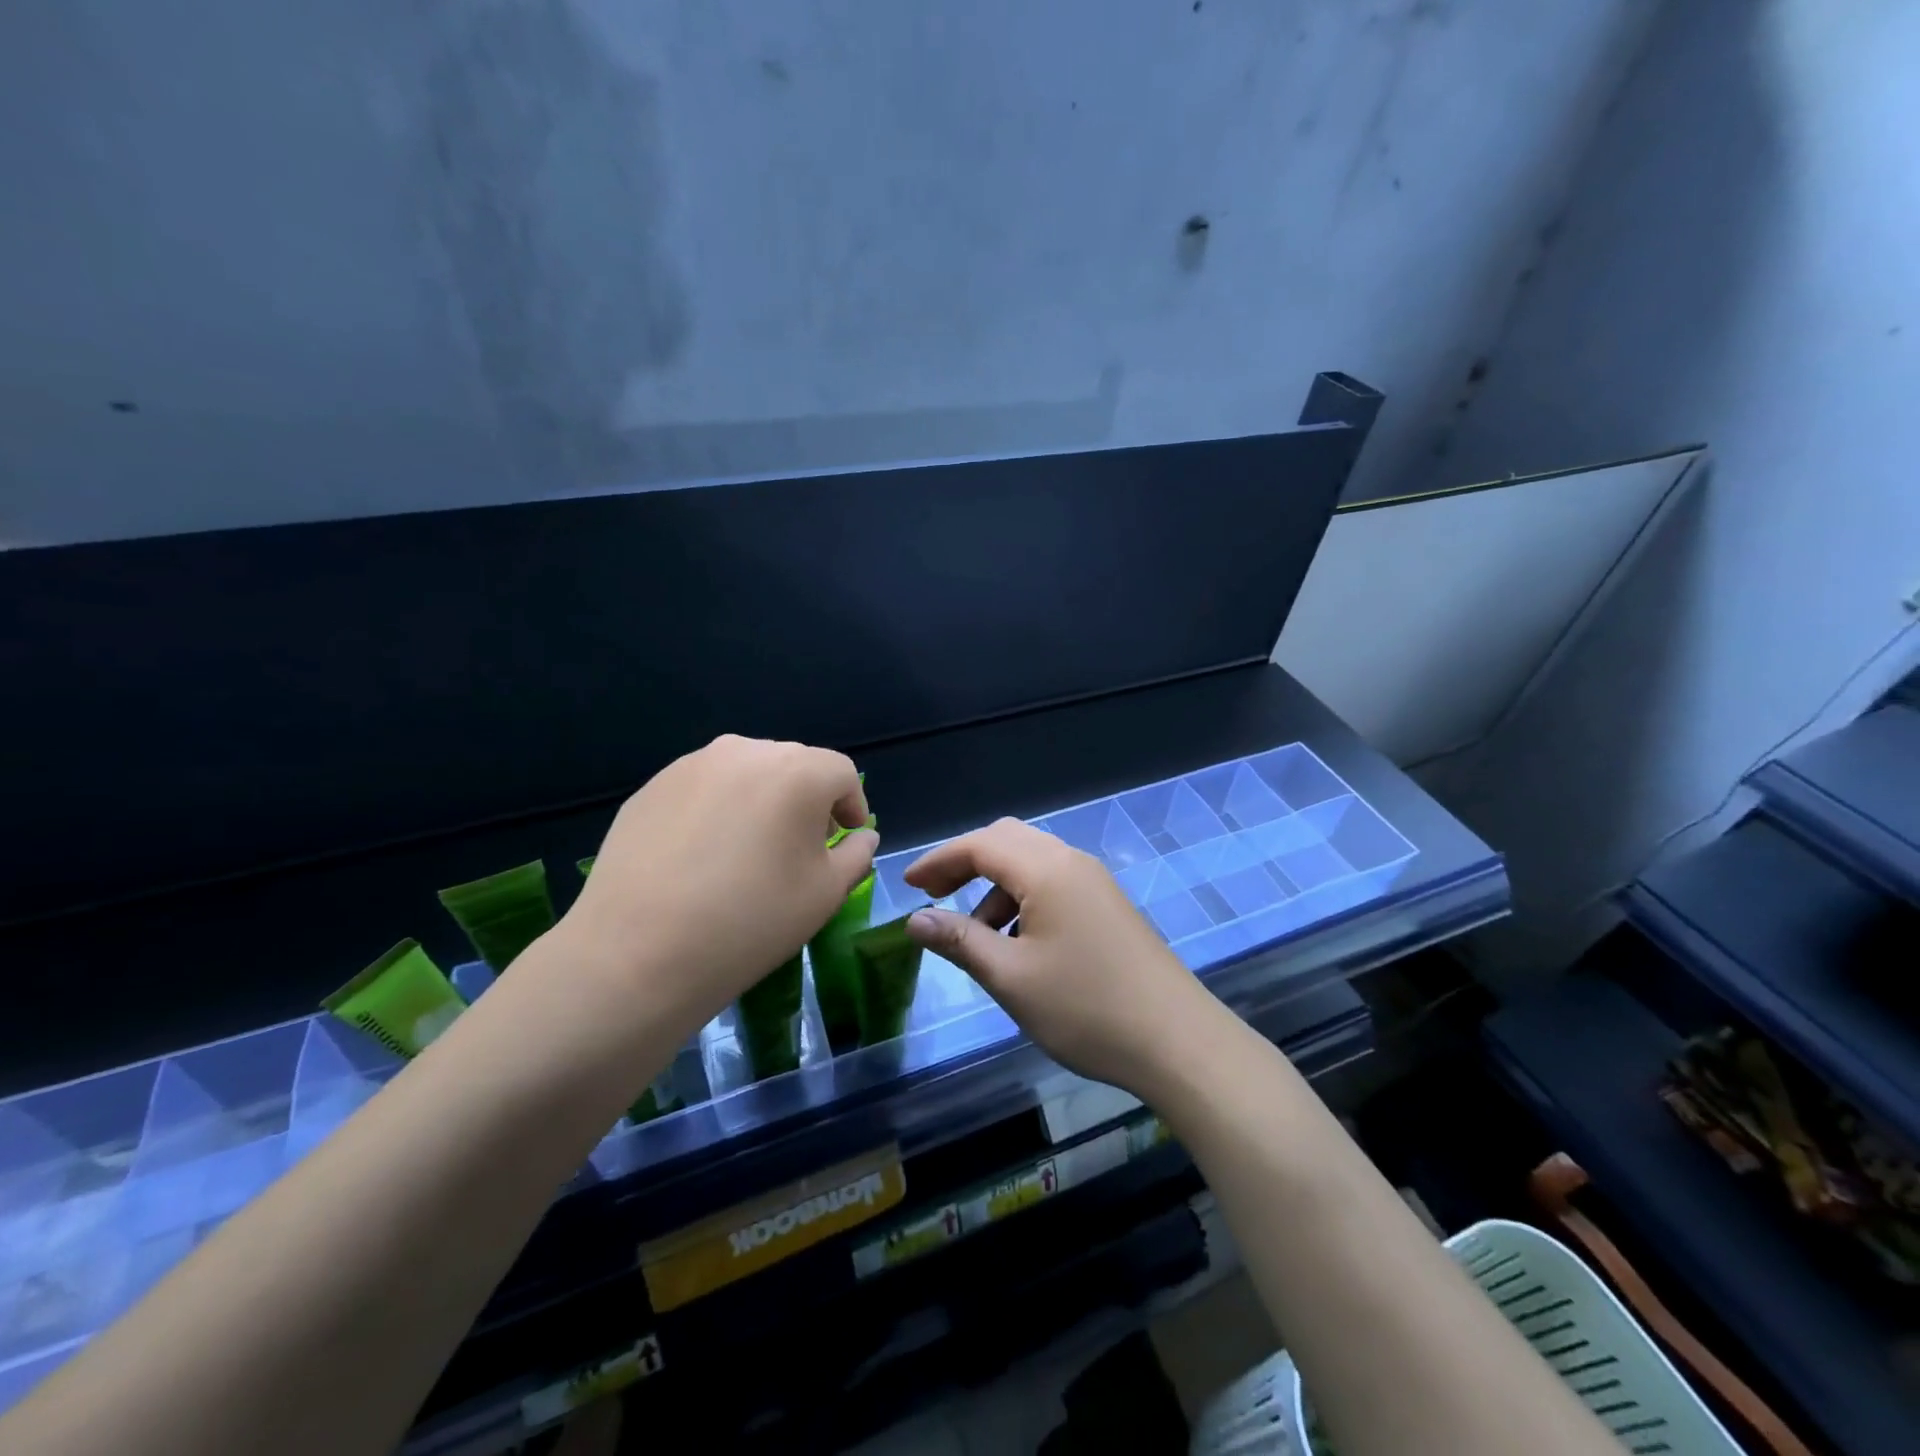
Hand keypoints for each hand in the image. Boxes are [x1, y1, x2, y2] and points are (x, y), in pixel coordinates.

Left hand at [556, 735, 875, 1036]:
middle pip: (794, 765)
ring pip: (746, 772)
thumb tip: (860, 836)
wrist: (638, 953)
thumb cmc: (751, 921)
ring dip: (762, 799)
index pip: (841, 772)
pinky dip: (718, 809)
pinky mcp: (652, 787)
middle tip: (802, 845)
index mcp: (798, 772)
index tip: (847, 837)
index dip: (852, 804)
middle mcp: (746, 751)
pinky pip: (704, 788)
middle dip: (808, 799)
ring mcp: (692, 765)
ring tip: (751, 848)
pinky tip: (704, 855)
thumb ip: (856, 855)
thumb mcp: (825, 893)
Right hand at [902, 819, 1225, 1096]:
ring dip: (995, 885)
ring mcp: (1095, 882)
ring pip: (1031, 861)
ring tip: (977, 935)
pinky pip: (1054, 882)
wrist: (1177, 1041)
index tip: (906, 885)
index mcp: (1046, 870)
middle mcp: (1072, 862)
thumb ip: (959, 941)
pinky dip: (1023, 898)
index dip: (938, 860)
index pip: (979, 844)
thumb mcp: (1010, 977)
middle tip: (935, 897)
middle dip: (965, 862)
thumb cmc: (1085, 1008)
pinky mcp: (1108, 905)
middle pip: (1007, 840)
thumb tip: (915, 920)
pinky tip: (1019, 943)